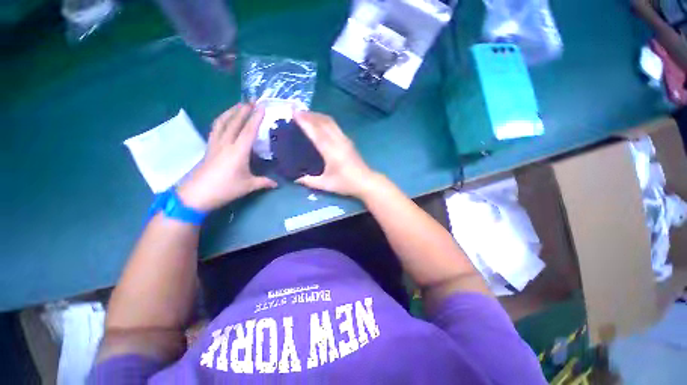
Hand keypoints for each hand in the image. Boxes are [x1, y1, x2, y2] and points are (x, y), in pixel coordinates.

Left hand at [177, 104, 276, 210]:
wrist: (196, 194)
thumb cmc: (225, 189)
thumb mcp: (248, 186)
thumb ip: (264, 182)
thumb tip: (277, 184)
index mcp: (238, 151)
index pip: (249, 131)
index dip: (256, 118)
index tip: (262, 106)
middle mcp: (226, 143)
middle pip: (235, 122)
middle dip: (244, 110)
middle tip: (252, 100)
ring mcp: (215, 144)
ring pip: (222, 122)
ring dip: (231, 111)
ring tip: (239, 105)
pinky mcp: (209, 147)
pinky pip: (215, 128)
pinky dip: (222, 120)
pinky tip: (225, 119)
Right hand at [294, 111, 379, 197]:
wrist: (366, 182)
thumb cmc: (346, 184)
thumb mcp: (325, 184)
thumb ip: (309, 181)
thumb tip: (295, 178)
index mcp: (331, 152)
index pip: (316, 133)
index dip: (305, 122)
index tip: (294, 113)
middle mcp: (338, 142)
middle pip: (323, 122)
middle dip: (310, 115)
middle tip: (296, 112)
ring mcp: (345, 139)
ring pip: (330, 122)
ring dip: (318, 116)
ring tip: (306, 115)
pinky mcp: (348, 140)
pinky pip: (335, 125)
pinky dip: (325, 120)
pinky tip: (320, 123)